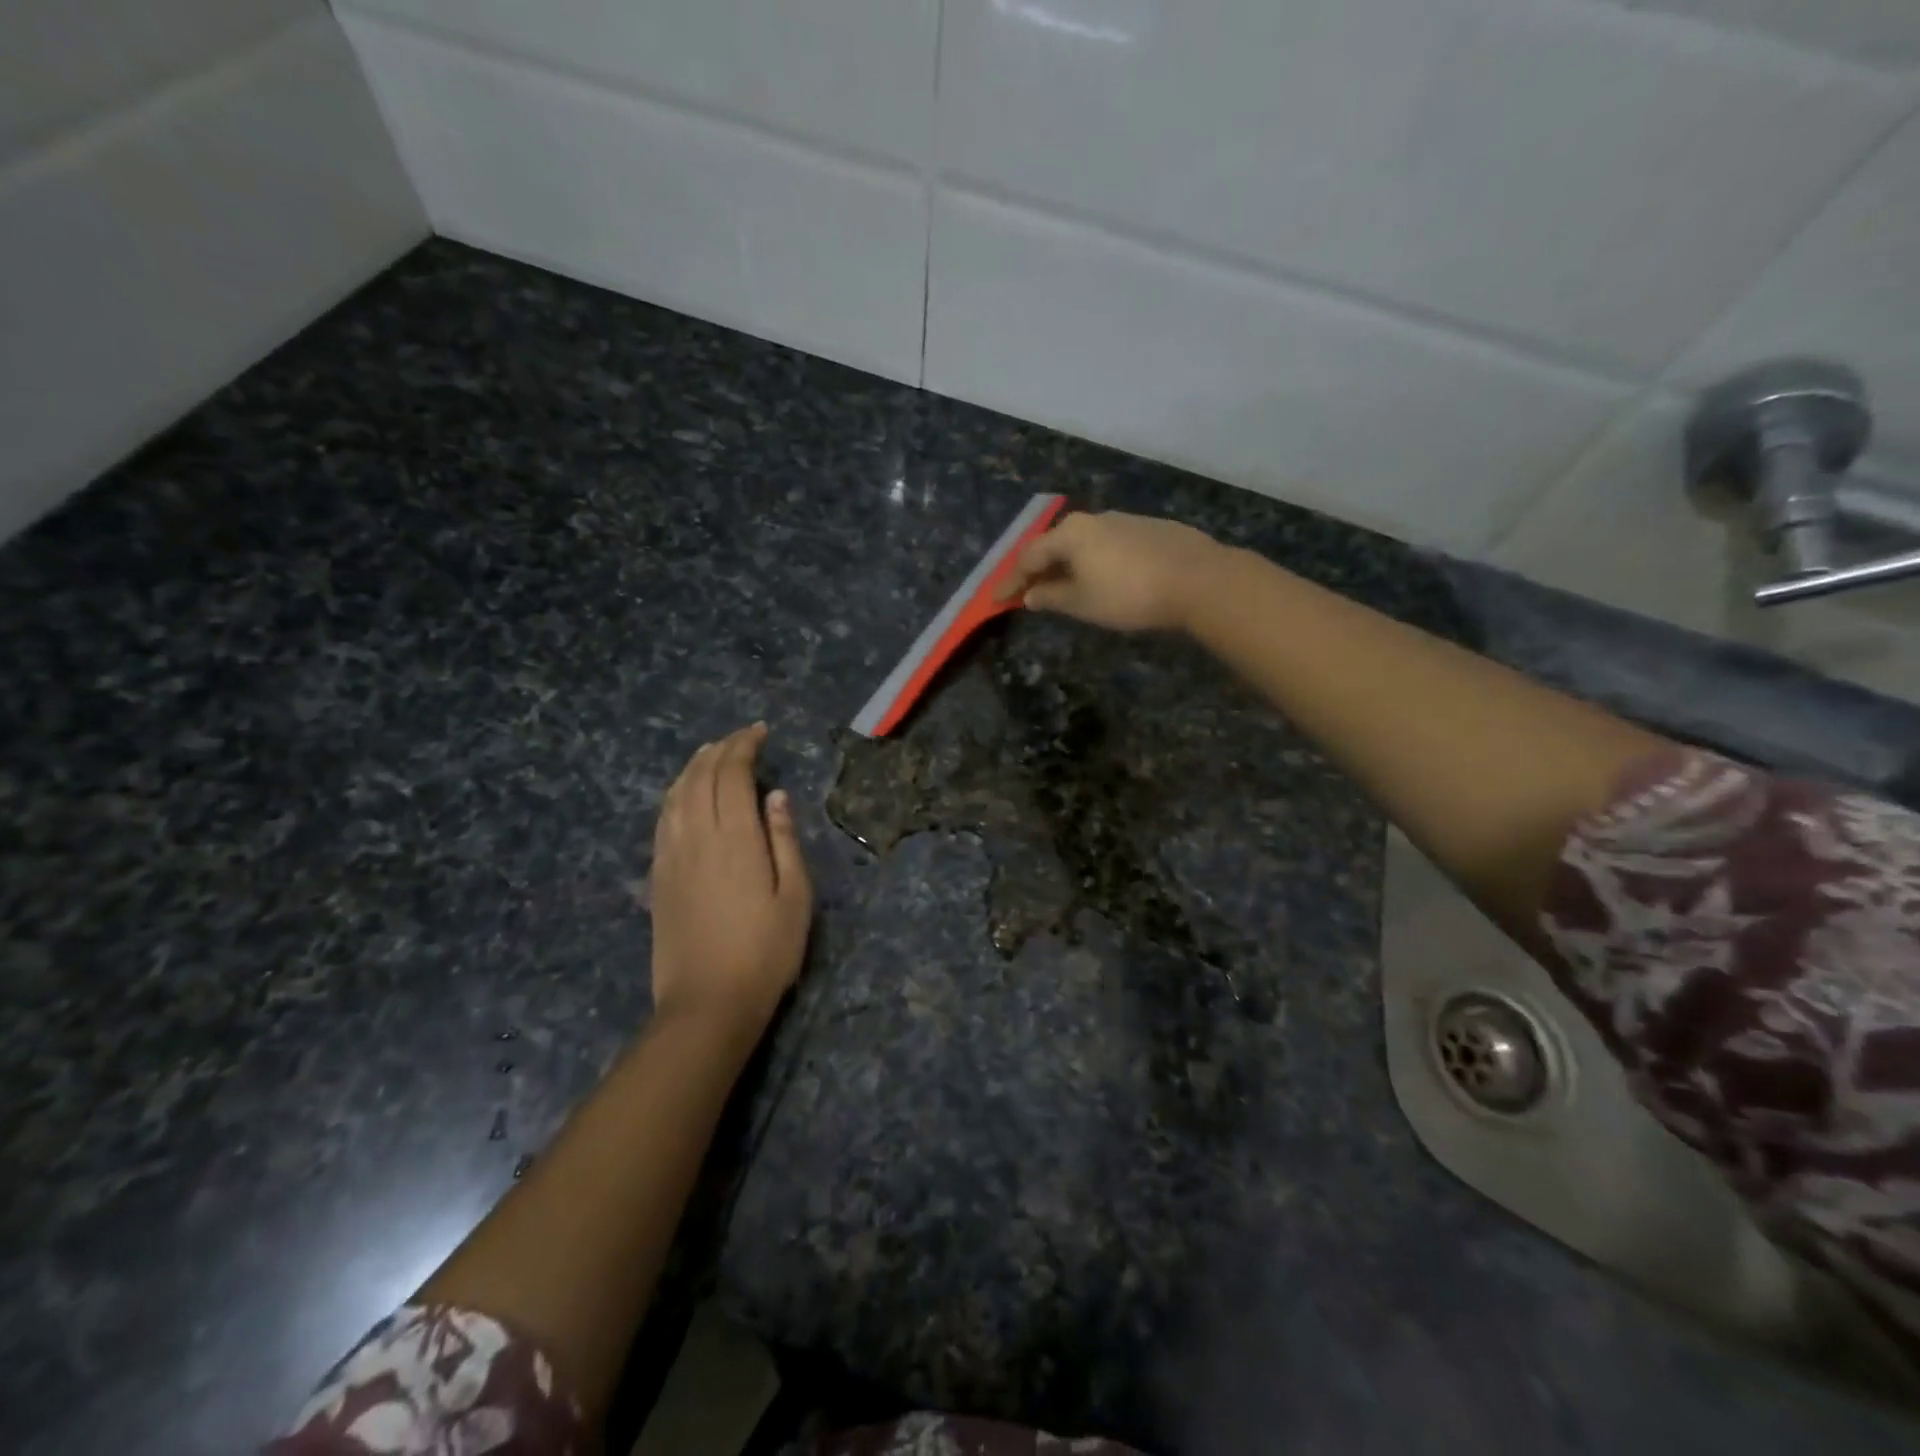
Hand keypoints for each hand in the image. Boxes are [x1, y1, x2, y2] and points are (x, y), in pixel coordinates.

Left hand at [647, 724, 812, 1040]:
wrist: (707, 1004)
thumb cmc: (765, 953)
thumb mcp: (795, 898)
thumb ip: (785, 841)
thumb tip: (775, 796)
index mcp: (736, 839)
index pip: (732, 774)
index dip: (744, 746)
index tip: (759, 732)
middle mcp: (698, 837)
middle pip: (701, 777)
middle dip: (720, 749)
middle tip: (740, 738)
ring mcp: (671, 856)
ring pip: (676, 794)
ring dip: (693, 767)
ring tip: (710, 753)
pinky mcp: (658, 877)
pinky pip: (662, 820)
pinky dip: (674, 795)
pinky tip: (682, 794)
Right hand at [996, 510, 1224, 632]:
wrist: (1198, 579)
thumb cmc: (1129, 594)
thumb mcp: (1083, 603)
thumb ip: (1052, 597)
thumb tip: (1030, 594)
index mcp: (1070, 534)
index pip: (1029, 557)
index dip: (1011, 581)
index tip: (997, 600)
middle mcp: (1094, 519)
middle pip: (1055, 543)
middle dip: (1039, 568)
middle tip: (1028, 590)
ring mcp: (1124, 520)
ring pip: (1084, 542)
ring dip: (1068, 564)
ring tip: (1064, 586)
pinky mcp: (1150, 529)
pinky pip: (1109, 545)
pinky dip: (1095, 561)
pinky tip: (1103, 577)